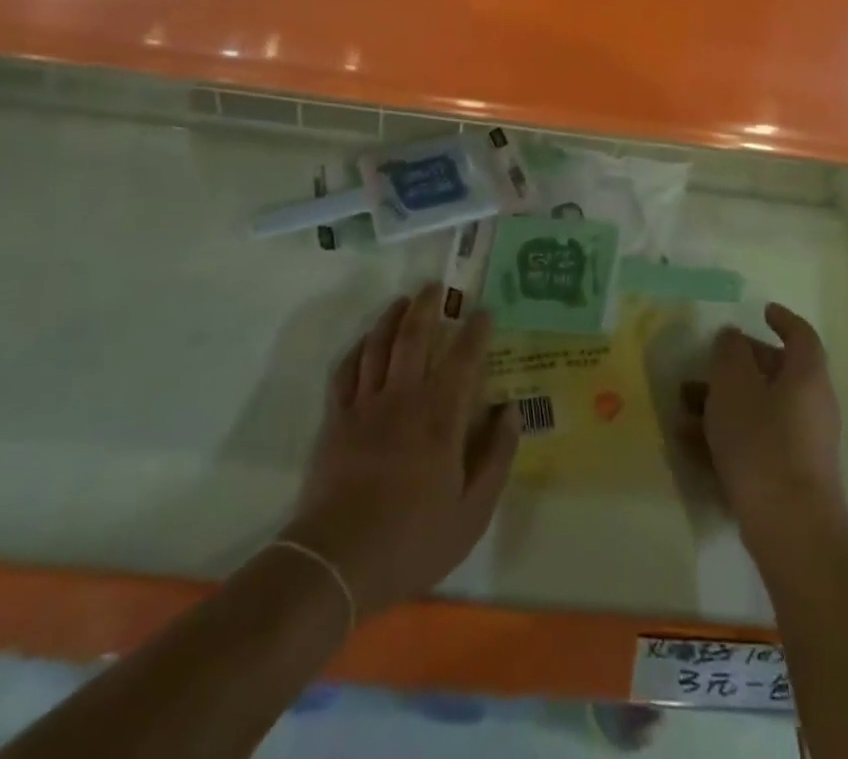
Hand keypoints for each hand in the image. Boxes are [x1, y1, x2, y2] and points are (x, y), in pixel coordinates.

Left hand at [278, 285, 517, 616]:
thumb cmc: (412, 539)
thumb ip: (496, 457)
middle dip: (427, 306)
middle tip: (436, 287)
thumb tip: (511, 411)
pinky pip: (345, 372)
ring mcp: (365, 406)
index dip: (476, 331)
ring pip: (378, 346)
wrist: (337, 562)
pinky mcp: (336, 421)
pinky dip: (357, 350)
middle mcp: (403, 398)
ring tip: (402, 301)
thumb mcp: (472, 512)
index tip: (484, 311)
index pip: (463, 359)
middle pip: (413, 337)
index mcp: (440, 417)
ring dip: (391, 318)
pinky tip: (364, 343)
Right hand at [682, 303, 847, 551]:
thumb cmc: (762, 442)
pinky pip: (755, 443)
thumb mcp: (734, 385)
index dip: (782, 319)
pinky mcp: (789, 477)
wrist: (791, 530)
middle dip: (736, 366)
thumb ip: (730, 353)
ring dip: (722, 403)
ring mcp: (802, 444)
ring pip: (759, 409)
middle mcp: (811, 405)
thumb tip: (734, 337)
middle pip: (775, 373)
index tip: (761, 311)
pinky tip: (688, 443)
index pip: (801, 335)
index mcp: (806, 376)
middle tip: (705, 363)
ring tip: (683, 405)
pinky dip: (726, 436)